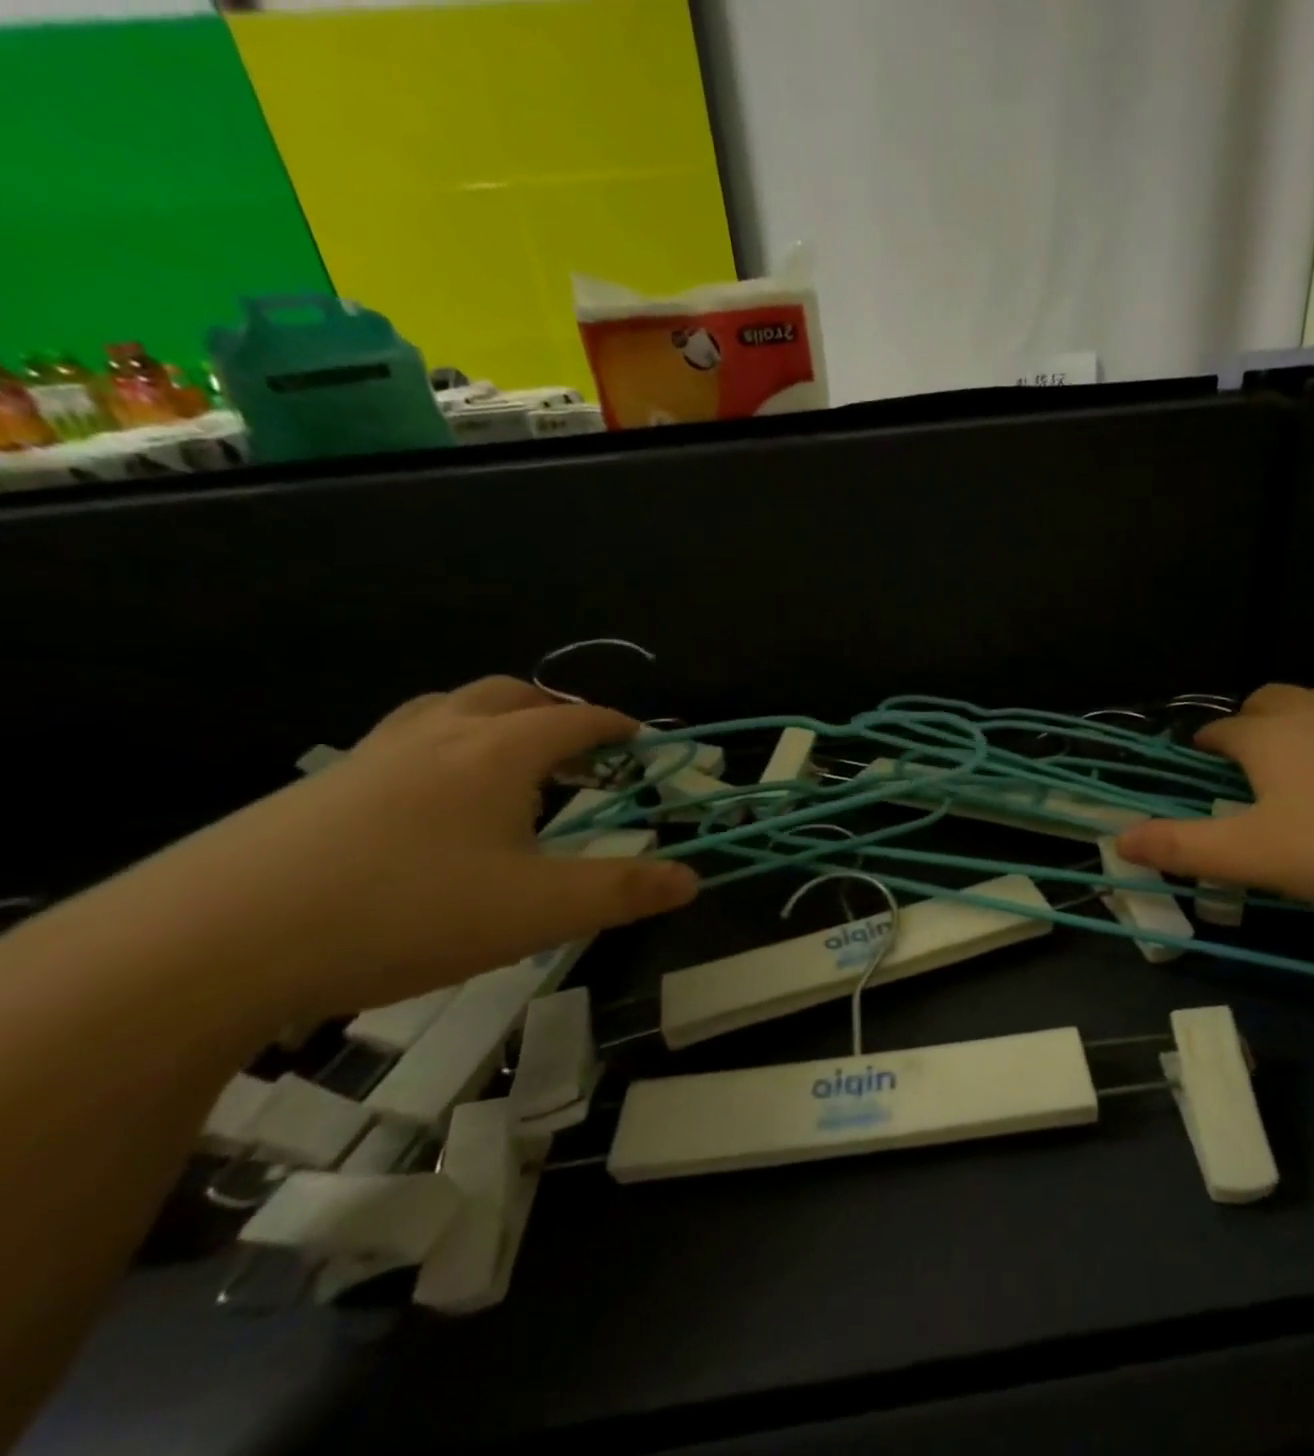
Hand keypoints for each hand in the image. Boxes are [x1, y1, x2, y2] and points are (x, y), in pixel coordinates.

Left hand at [109, 677, 697, 1022]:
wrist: (213, 944)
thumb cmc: (405, 913)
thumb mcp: (537, 912)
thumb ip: (623, 892)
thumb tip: (694, 878)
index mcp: (498, 752)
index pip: (574, 719)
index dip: (615, 726)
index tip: (641, 741)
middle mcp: (438, 735)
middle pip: (509, 695)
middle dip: (555, 711)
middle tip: (580, 748)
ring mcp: (372, 756)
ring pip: (447, 709)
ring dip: (494, 720)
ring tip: (511, 762)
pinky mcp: (321, 788)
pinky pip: (402, 742)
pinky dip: (441, 748)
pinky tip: (431, 804)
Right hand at [1116, 684, 1313, 916]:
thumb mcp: (1255, 856)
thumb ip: (1183, 847)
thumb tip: (1118, 839)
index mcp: (1270, 736)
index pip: (1222, 728)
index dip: (1205, 743)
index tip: (1198, 759)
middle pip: (1271, 698)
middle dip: (1250, 719)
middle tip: (1248, 756)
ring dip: (1300, 723)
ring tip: (1303, 764)